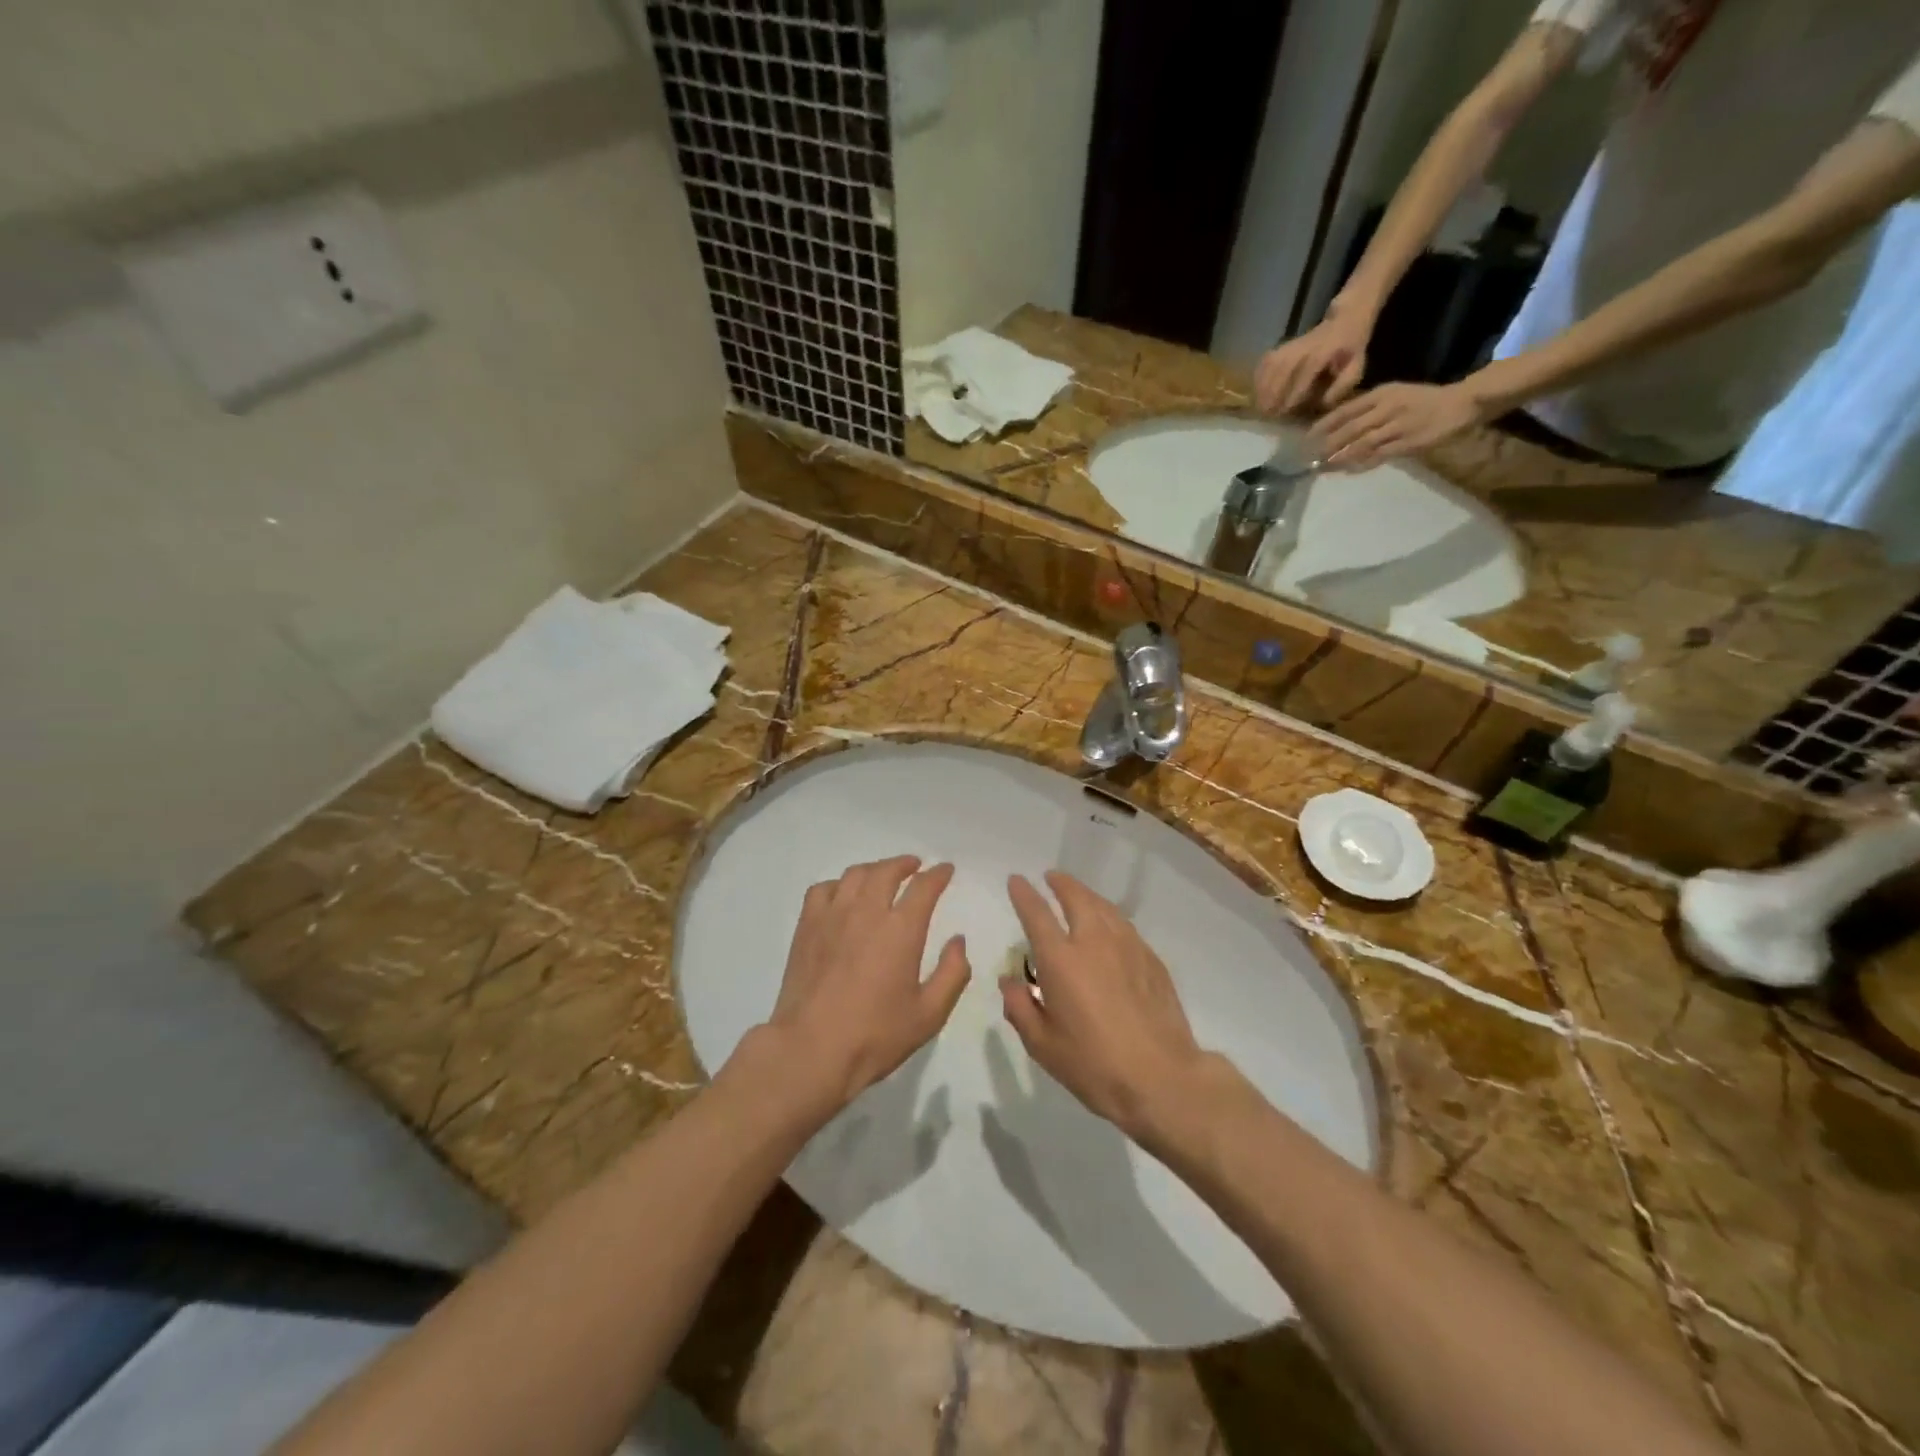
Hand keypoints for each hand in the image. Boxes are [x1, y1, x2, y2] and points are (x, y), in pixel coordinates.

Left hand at [759, 856, 971, 1114]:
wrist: (811, 1050)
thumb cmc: (875, 1036)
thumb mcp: (929, 1015)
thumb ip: (952, 974)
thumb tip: (958, 941)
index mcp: (901, 930)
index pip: (924, 887)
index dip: (938, 874)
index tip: (945, 870)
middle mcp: (866, 912)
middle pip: (887, 871)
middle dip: (905, 864)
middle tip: (915, 867)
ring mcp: (832, 916)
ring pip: (854, 875)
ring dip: (874, 869)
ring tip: (882, 876)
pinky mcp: (806, 927)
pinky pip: (822, 890)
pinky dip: (838, 885)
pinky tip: (842, 896)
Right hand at [999, 872, 1214, 1141]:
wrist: (1161, 1078)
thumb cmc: (1093, 1065)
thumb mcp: (1042, 1046)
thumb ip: (1020, 1008)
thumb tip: (1009, 982)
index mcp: (1061, 960)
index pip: (1037, 913)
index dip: (1024, 894)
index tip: (1016, 880)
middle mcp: (1094, 942)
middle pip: (1076, 897)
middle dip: (1061, 883)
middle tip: (1052, 878)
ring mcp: (1128, 947)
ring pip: (1105, 907)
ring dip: (1087, 896)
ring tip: (1079, 896)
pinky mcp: (1152, 960)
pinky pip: (1125, 926)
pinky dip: (1110, 918)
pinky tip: (1110, 929)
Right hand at [1253, 305, 1371, 415]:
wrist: (1345, 320)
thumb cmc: (1350, 350)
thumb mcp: (1356, 367)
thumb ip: (1342, 385)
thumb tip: (1324, 403)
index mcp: (1325, 351)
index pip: (1307, 371)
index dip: (1295, 391)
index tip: (1287, 410)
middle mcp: (1305, 346)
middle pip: (1283, 367)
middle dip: (1273, 392)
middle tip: (1268, 414)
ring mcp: (1291, 345)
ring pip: (1271, 365)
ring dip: (1262, 387)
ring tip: (1259, 407)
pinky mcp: (1281, 346)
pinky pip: (1265, 362)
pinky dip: (1258, 378)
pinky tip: (1257, 393)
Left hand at [1313, 380, 1487, 469]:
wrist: (1461, 403)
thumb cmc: (1422, 401)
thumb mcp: (1393, 395)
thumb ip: (1368, 409)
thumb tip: (1337, 427)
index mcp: (1381, 394)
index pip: (1345, 410)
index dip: (1323, 425)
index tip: (1306, 439)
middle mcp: (1387, 408)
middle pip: (1349, 429)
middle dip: (1327, 445)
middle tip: (1309, 458)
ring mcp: (1398, 426)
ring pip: (1362, 443)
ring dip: (1340, 457)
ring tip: (1324, 467)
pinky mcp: (1409, 442)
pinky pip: (1380, 455)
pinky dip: (1362, 464)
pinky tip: (1348, 471)